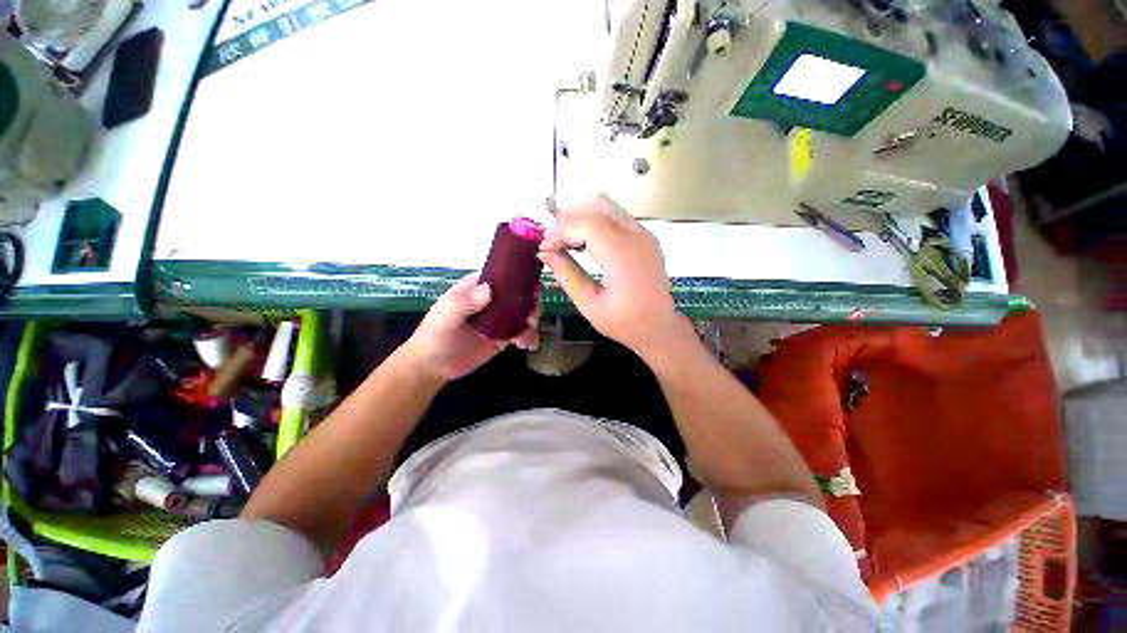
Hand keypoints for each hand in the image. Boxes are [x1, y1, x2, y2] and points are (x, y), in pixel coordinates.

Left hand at [399, 273, 539, 381]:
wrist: (432, 367)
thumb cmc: (434, 336)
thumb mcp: (444, 318)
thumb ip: (463, 303)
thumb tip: (489, 289)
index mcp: (477, 288)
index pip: (502, 275)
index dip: (521, 277)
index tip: (534, 287)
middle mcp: (492, 300)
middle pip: (519, 294)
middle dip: (531, 303)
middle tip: (532, 317)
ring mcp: (499, 319)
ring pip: (523, 313)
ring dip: (532, 321)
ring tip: (529, 333)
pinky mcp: (503, 337)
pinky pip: (521, 333)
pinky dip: (529, 337)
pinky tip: (529, 345)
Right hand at [539, 195, 685, 356]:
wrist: (660, 327)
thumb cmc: (625, 323)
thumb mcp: (590, 305)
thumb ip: (567, 275)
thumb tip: (544, 253)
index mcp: (624, 256)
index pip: (586, 223)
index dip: (560, 231)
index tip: (544, 249)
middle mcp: (637, 236)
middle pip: (596, 205)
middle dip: (568, 219)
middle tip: (553, 244)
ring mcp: (643, 233)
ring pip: (605, 206)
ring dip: (580, 218)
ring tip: (565, 243)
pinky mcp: (644, 236)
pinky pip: (614, 217)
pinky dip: (593, 223)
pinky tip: (583, 244)